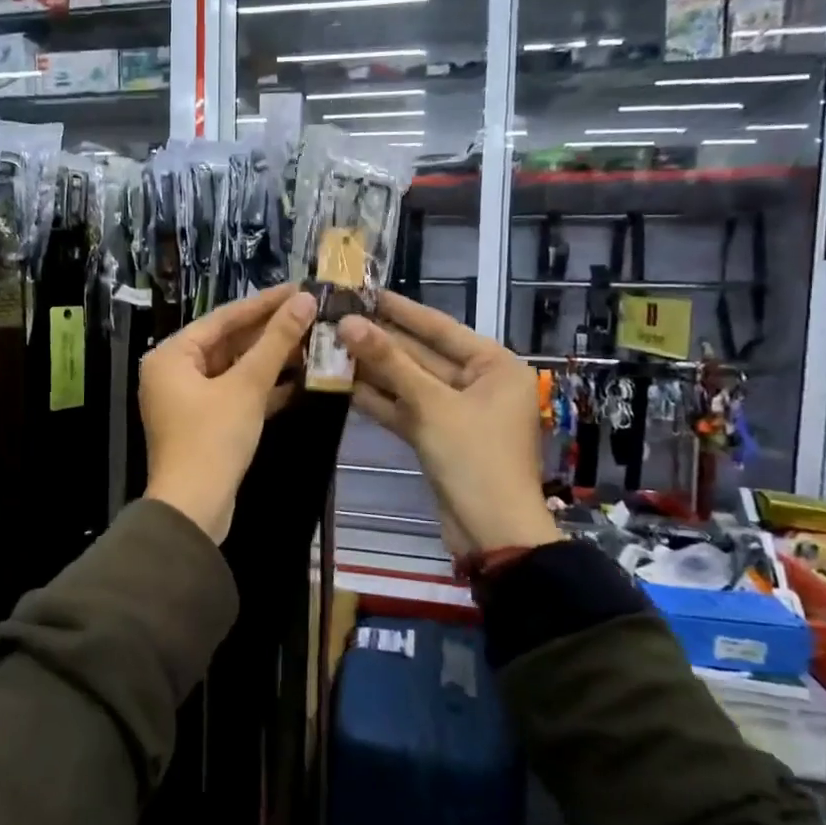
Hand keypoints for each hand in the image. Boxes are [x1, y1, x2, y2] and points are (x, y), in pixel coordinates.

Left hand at [140, 284, 315, 543]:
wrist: (194, 508)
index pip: (223, 318)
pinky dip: (263, 387)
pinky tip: (300, 380)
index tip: (299, 289)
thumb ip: (276, 342)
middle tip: (312, 314)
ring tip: (314, 342)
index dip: (264, 303)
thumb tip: (305, 301)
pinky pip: (235, 394)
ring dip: (271, 360)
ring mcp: (188, 400)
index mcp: (171, 355)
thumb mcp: (247, 386)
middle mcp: (173, 372)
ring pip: (234, 369)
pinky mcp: (204, 423)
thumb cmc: (213, 439)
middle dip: (270, 332)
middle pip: (228, 342)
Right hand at [337, 292, 561, 555]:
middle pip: (422, 355)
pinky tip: (343, 384)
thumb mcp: (431, 405)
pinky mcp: (439, 436)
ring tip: (331, 346)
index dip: (401, 310)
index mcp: (494, 366)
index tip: (365, 291)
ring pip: (410, 383)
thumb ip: (389, 363)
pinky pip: (407, 409)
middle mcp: (479, 383)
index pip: (440, 328)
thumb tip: (348, 323)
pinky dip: (380, 400)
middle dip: (381, 341)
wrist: (492, 532)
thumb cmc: (474, 458)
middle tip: (338, 318)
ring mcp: (457, 412)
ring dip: (374, 370)